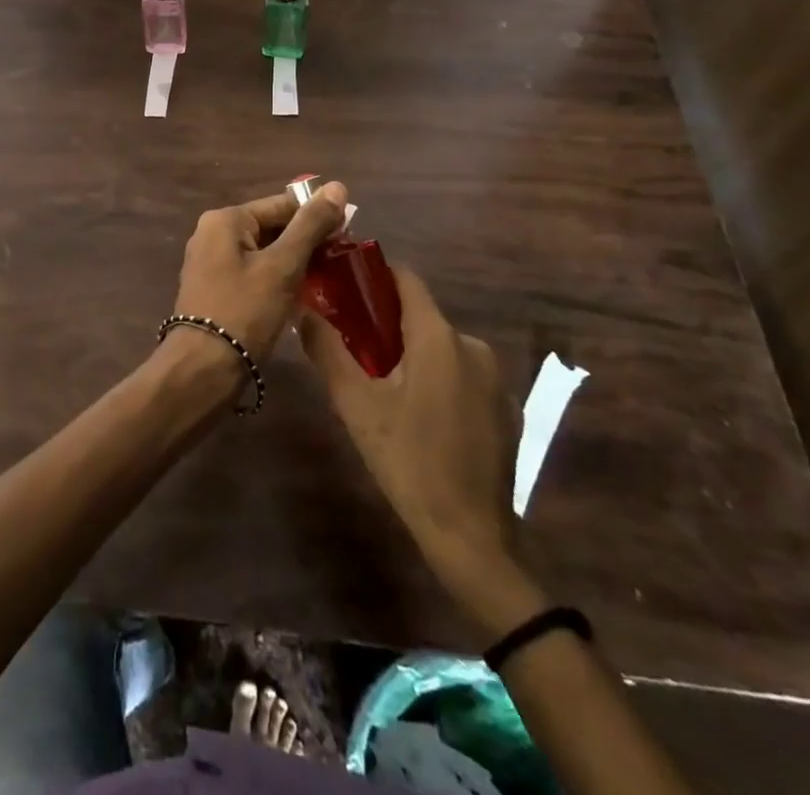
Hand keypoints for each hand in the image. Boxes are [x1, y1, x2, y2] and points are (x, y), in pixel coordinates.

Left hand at [170, 182, 349, 358]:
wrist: (202, 369)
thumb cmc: (244, 311)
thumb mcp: (283, 266)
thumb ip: (310, 225)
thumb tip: (337, 186)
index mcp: (225, 219)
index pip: (281, 204)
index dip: (317, 216)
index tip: (349, 233)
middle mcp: (212, 233)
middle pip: (271, 227)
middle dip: (306, 241)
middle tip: (341, 259)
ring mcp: (210, 262)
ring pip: (263, 252)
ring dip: (294, 262)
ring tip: (327, 277)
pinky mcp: (215, 289)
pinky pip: (253, 272)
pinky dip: (276, 279)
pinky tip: (301, 295)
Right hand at [298, 266, 520, 567]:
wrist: (471, 536)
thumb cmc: (408, 461)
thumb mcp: (356, 405)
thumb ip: (327, 350)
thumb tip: (303, 311)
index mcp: (438, 337)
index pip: (406, 280)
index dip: (374, 274)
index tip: (345, 281)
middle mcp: (473, 346)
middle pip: (421, 316)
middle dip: (386, 324)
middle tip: (352, 347)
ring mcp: (495, 378)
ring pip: (441, 348)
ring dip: (412, 355)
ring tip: (381, 386)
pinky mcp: (506, 408)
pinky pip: (462, 375)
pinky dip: (438, 379)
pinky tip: (420, 416)